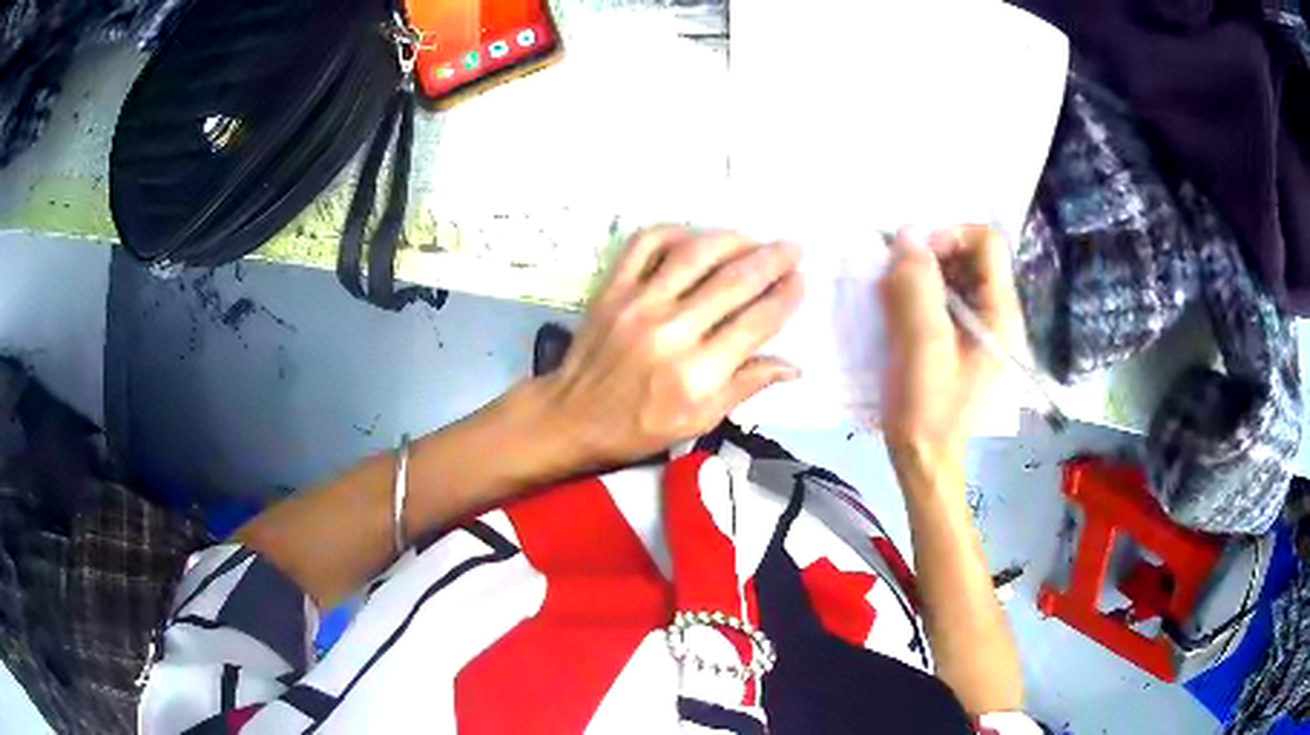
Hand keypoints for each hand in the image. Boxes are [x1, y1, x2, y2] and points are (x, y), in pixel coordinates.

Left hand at [538, 226, 803, 467]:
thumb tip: (794, 366)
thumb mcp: (700, 421)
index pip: (756, 322)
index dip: (785, 297)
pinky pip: (646, 243)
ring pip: (695, 253)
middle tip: (793, 248)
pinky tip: (696, 236)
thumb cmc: (640, 427)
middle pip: (734, 281)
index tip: (800, 280)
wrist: (573, 416)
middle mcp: (671, 331)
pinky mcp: (612, 288)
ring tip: (754, 239)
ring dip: (732, 239)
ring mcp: (638, 303)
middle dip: (772, 259)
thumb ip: (746, 387)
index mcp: (697, 373)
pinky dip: (675, 230)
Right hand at [879, 225, 1022, 471]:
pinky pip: (940, 299)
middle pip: (968, 255)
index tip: (915, 257)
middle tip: (896, 280)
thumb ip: (916, 286)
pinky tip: (896, 316)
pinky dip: (915, 296)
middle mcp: (994, 312)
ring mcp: (976, 326)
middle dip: (929, 257)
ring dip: (918, 277)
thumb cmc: (928, 408)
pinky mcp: (958, 339)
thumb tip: (906, 233)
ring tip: (891, 300)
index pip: (987, 242)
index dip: (950, 236)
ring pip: (951, 275)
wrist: (924, 459)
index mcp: (999, 312)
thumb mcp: (922, 345)